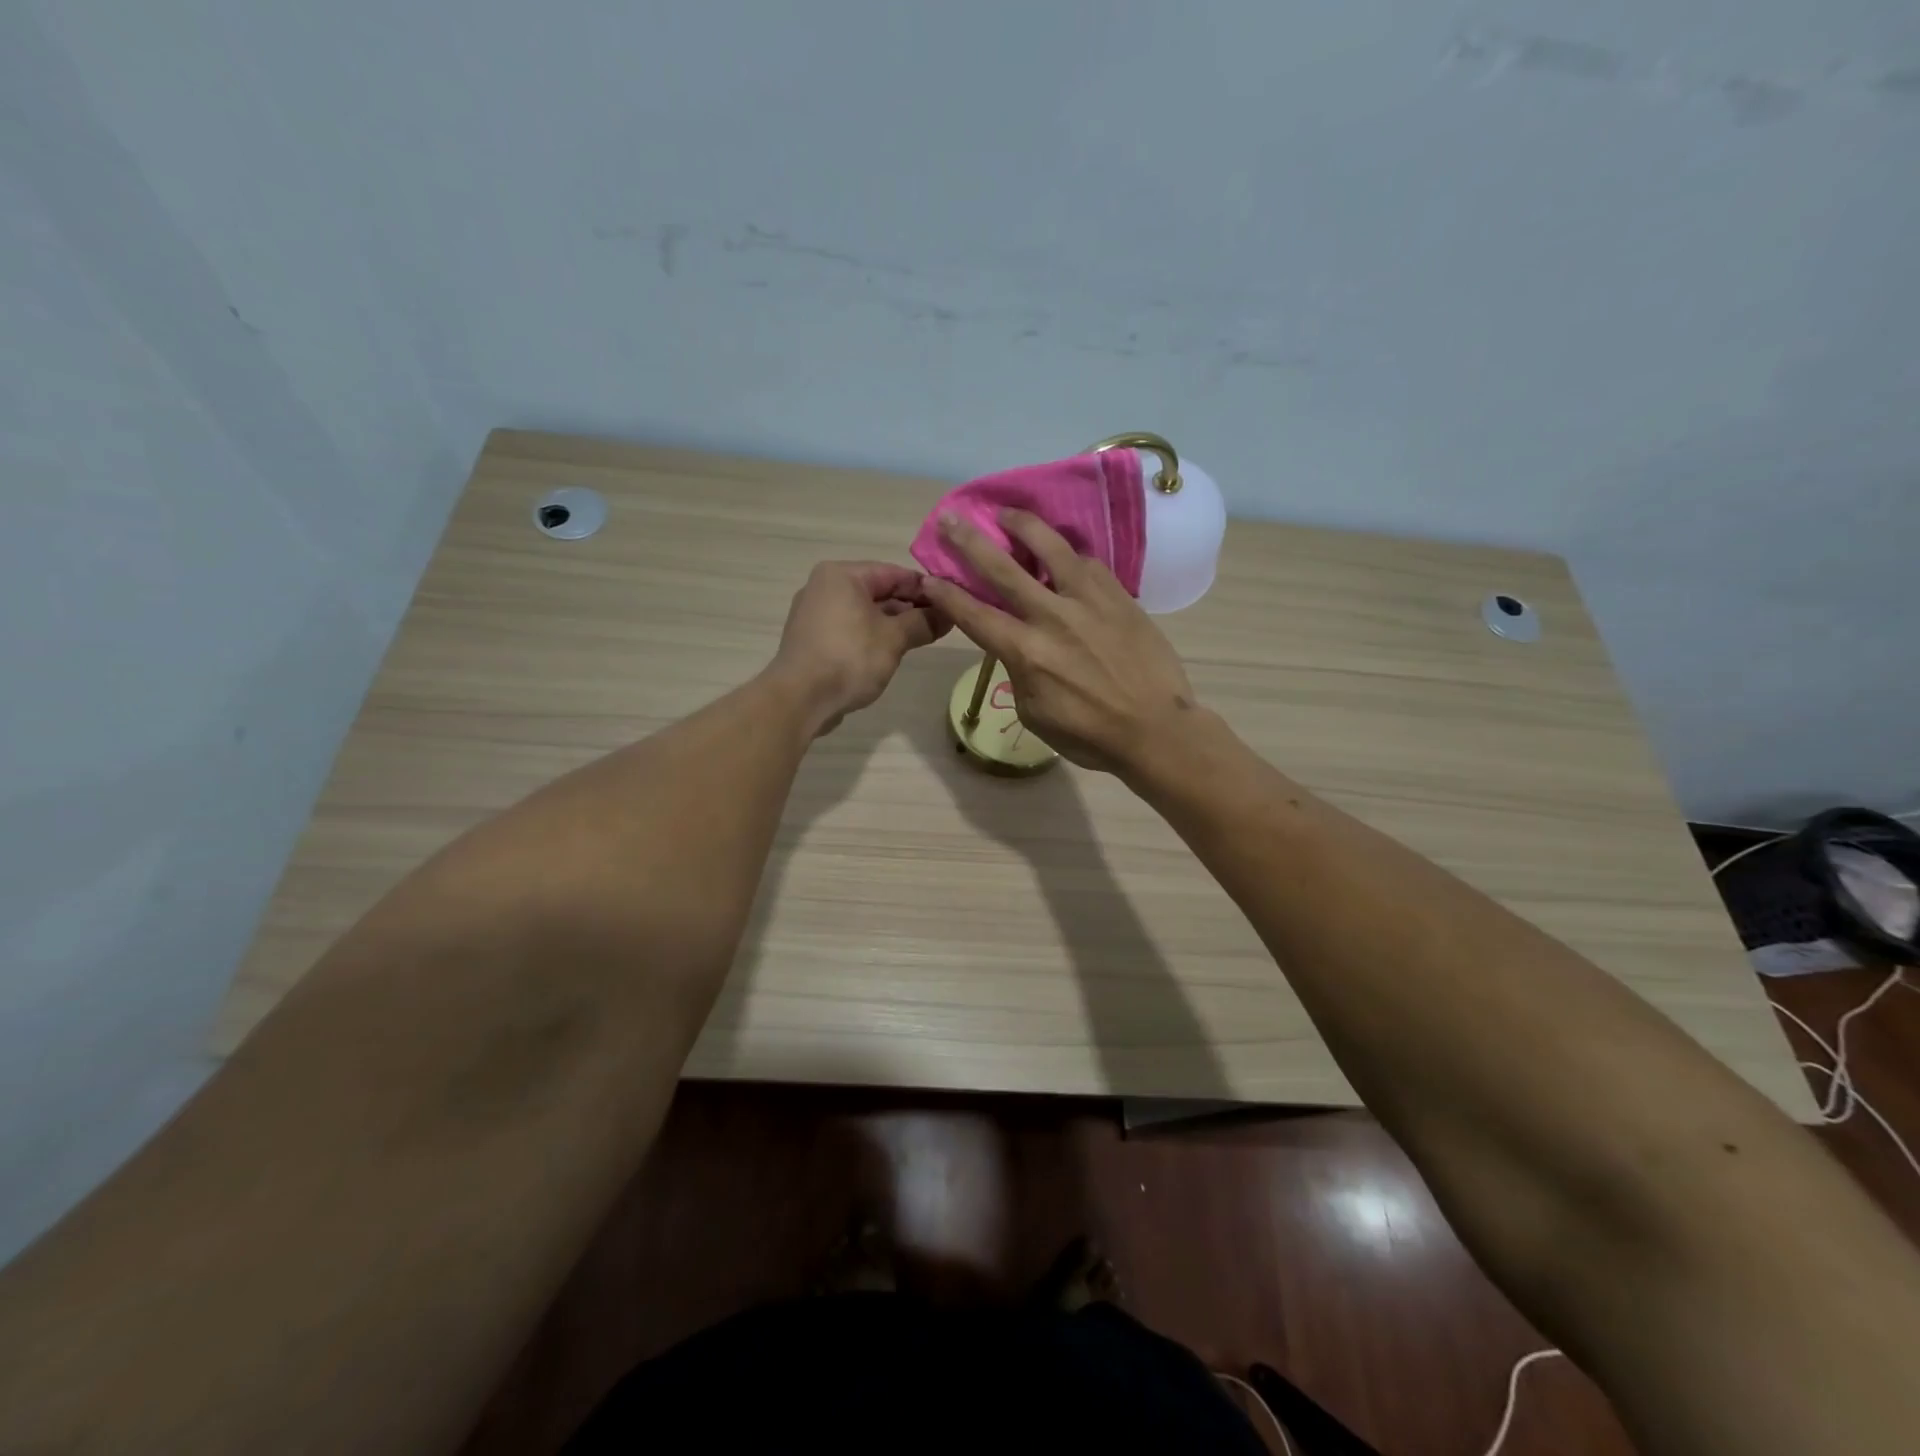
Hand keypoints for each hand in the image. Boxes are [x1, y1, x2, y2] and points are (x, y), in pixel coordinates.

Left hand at [771, 561, 949, 735]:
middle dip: (909, 607)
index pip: (894, 573)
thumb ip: (923, 622)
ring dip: (892, 624)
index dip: (925, 588)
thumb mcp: (894, 639)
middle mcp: (823, 586)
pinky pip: (849, 628)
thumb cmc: (849, 658)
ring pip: (863, 611)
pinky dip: (870, 636)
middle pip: (877, 590)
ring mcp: (814, 613)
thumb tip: (949, 614)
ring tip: (920, 640)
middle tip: (940, 625)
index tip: (951, 603)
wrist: (800, 699)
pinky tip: (889, 653)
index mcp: (842, 575)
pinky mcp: (811, 639)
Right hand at [919, 510, 1197, 772]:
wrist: (1155, 729)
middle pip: (1002, 570)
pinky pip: (1088, 564)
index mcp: (1025, 652)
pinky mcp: (1118, 597)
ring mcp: (1088, 601)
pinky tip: (1064, 552)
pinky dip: (1069, 554)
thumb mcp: (1034, 714)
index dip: (947, 595)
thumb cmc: (1090, 735)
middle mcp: (1051, 617)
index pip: (974, 615)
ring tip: (1008, 513)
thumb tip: (1019, 648)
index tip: (928, 576)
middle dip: (970, 542)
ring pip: (1050, 549)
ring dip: (1023, 526)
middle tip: (950, 520)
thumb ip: (1019, 673)